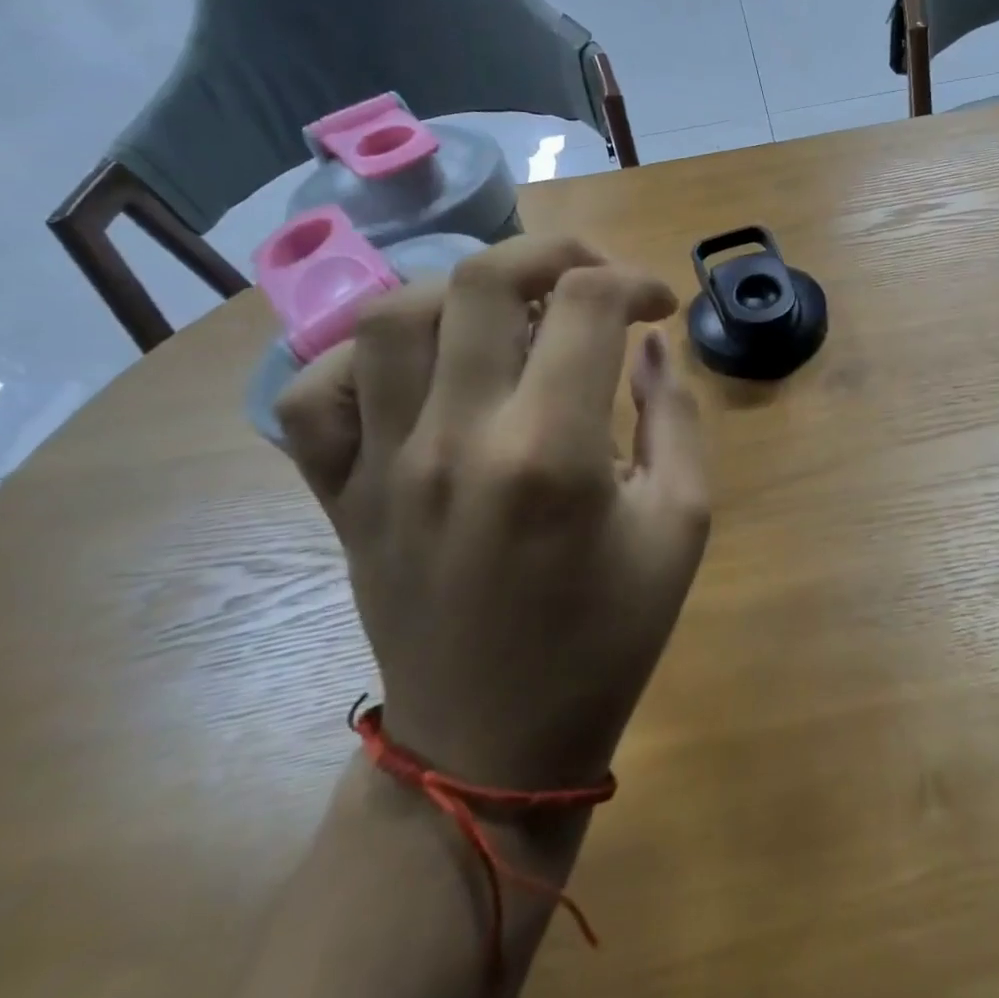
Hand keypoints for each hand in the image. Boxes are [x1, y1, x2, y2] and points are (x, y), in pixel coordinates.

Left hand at [275, 236, 710, 788]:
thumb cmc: (608, 638)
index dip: (636, 283)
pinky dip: (361, 358)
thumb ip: (676, 418)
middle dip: (554, 253)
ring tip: (511, 314)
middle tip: (592, 278)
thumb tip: (650, 345)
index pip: (590, 305)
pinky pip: (315, 395)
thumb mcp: (683, 526)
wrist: (496, 744)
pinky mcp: (341, 496)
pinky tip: (418, 370)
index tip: (659, 306)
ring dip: (464, 290)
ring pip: (394, 316)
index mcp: (553, 454)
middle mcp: (457, 440)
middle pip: (486, 280)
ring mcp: (383, 466)